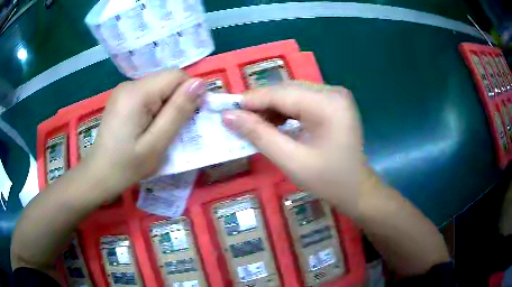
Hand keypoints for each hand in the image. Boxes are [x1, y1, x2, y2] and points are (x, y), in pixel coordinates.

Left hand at [84, 70, 205, 197]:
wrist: (99, 174)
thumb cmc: (127, 165)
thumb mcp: (156, 143)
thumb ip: (178, 111)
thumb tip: (199, 83)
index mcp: (137, 93)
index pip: (176, 76)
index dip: (189, 93)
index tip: (190, 118)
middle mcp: (129, 84)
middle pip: (167, 81)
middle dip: (176, 101)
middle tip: (172, 130)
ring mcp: (123, 90)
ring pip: (158, 88)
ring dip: (166, 106)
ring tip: (158, 131)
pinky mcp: (122, 97)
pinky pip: (147, 94)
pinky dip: (155, 108)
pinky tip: (147, 127)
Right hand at [222, 82, 363, 217]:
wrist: (356, 189)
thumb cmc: (329, 181)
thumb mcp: (291, 161)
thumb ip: (259, 135)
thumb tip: (228, 116)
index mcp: (328, 104)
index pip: (281, 93)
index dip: (251, 100)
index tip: (225, 110)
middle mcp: (333, 91)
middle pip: (286, 90)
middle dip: (260, 104)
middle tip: (237, 120)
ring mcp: (335, 96)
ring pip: (292, 94)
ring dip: (271, 107)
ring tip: (253, 124)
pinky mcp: (333, 103)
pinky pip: (302, 100)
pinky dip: (284, 111)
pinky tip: (274, 124)